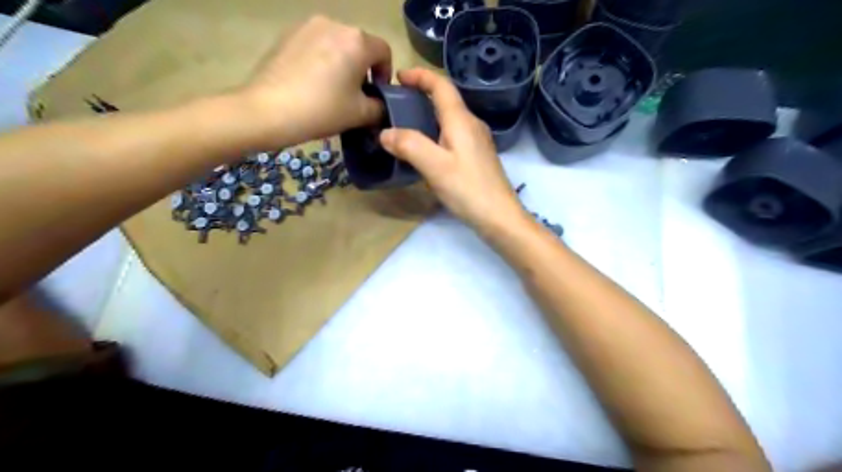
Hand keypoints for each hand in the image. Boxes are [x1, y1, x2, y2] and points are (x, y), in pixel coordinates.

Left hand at [240, 14, 391, 146]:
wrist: (268, 110)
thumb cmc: (323, 110)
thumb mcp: (361, 114)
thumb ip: (380, 107)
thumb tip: (380, 104)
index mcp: (358, 41)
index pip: (384, 52)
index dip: (385, 74)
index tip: (376, 94)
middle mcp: (334, 24)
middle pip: (359, 45)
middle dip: (362, 68)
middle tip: (354, 95)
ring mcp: (307, 25)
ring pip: (336, 44)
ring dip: (341, 63)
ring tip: (331, 89)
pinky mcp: (287, 34)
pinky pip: (315, 44)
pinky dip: (320, 60)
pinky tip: (311, 82)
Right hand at [380, 69, 523, 231]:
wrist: (499, 216)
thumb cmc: (468, 189)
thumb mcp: (435, 166)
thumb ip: (409, 145)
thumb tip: (385, 132)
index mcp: (461, 120)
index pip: (441, 86)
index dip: (420, 76)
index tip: (399, 76)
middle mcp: (472, 125)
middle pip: (446, 100)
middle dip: (422, 94)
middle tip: (397, 102)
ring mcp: (477, 142)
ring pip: (450, 119)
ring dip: (429, 114)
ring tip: (406, 124)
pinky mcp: (477, 157)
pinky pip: (453, 135)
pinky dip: (436, 132)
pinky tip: (426, 149)